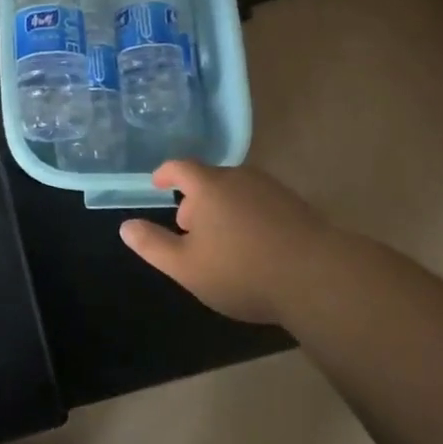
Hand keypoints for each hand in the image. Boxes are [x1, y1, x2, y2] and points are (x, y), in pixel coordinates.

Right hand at [120, 161, 328, 324]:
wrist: (318, 276)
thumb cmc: (242, 270)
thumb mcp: (187, 267)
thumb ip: (153, 246)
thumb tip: (125, 226)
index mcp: (208, 186)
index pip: (180, 167)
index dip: (165, 174)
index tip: (158, 184)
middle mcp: (239, 177)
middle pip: (209, 179)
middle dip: (195, 199)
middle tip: (189, 228)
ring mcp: (271, 189)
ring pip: (237, 191)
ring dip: (223, 208)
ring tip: (221, 240)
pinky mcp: (296, 206)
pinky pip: (261, 203)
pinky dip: (248, 215)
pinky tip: (254, 246)